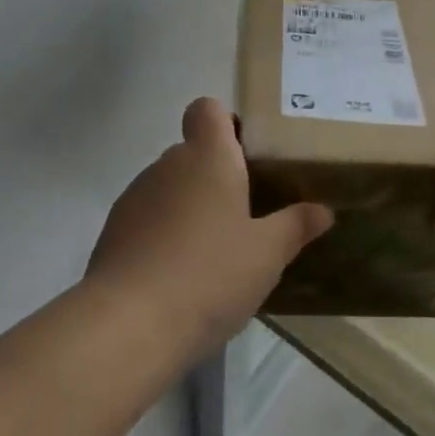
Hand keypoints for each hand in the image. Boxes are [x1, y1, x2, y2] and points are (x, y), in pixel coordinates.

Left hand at [87, 98, 332, 357]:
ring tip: (212, 255)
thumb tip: (323, 210)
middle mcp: (167, 165)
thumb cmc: (209, 274)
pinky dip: (162, 238)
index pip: (207, 109)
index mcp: (208, 156)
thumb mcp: (267, 254)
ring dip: (187, 209)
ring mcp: (134, 198)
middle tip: (244, 216)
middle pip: (192, 153)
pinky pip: (146, 222)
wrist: (127, 326)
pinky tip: (178, 280)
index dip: (224, 123)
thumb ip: (295, 226)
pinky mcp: (111, 235)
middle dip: (214, 177)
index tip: (245, 155)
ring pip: (168, 189)